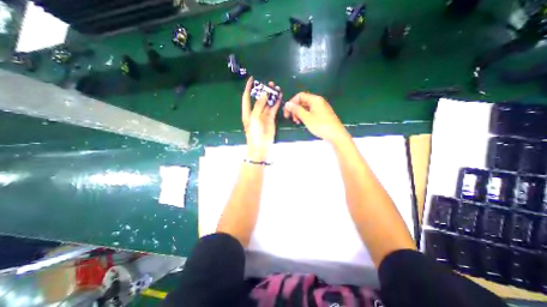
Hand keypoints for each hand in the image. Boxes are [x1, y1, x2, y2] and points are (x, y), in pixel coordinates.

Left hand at [241, 77, 281, 159]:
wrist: (261, 146)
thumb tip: (264, 94)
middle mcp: (255, 112)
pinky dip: (277, 102)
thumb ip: (259, 105)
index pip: (247, 97)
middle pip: (259, 99)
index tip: (251, 79)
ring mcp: (264, 115)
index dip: (248, 88)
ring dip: (271, 95)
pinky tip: (279, 96)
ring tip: (275, 87)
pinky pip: (274, 108)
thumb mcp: (254, 118)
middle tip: (269, 83)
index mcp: (248, 112)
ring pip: (268, 103)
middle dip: (263, 90)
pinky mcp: (271, 119)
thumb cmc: (254, 133)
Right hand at [284, 93, 347, 143]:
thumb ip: (296, 110)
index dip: (292, 103)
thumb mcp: (306, 118)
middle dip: (295, 109)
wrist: (336, 135)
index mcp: (315, 99)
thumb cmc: (321, 125)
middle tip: (291, 118)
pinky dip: (305, 116)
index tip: (287, 112)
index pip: (300, 96)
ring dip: (299, 113)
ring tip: (297, 122)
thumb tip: (287, 104)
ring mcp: (321, 108)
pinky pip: (311, 112)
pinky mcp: (322, 114)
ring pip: (306, 107)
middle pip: (303, 101)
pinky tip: (304, 122)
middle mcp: (318, 101)